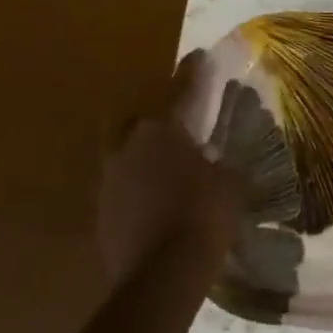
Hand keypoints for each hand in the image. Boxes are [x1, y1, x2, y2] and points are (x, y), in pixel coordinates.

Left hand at [92, 52, 238, 304]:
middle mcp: (127, 148)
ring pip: (118, 149)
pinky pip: (119, 183)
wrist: (161, 276)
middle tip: (168, 109)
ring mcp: (109, 181)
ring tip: (161, 156)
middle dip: (147, 105)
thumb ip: (222, 164)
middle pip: (129, 113)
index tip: (197, 56)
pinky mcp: (102, 212)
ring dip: (138, 146)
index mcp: (160, 133)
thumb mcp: (230, 184)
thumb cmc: (204, 217)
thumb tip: (218, 160)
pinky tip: (153, 193)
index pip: (177, 91)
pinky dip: (135, 180)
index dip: (189, 73)